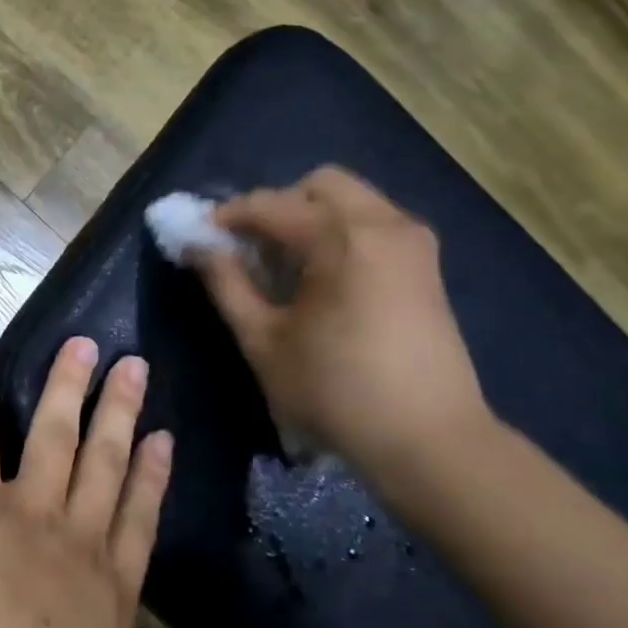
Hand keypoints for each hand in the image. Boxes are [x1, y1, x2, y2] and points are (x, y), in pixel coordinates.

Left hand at [0, 339, 170, 627]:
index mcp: (110, 600)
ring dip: (68, 388)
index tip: (163, 437)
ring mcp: (28, 515)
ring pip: (56, 436)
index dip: (153, 475)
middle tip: (133, 365)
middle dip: (121, 411)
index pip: (139, 521)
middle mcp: (78, 543)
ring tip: (81, 346)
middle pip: (107, 462)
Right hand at [194, 167, 489, 467]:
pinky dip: (340, 232)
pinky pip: (373, 223)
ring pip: (351, 200)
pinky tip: (322, 277)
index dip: (227, 217)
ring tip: (284, 264)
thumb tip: (197, 246)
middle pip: (318, 185)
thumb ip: (226, 284)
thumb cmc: (335, 392)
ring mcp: (413, 242)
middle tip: (250, 248)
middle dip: (276, 207)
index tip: (200, 237)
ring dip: (310, 218)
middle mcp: (383, 223)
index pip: (270, 205)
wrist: (430, 441)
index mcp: (341, 238)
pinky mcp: (427, 265)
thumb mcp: (263, 341)